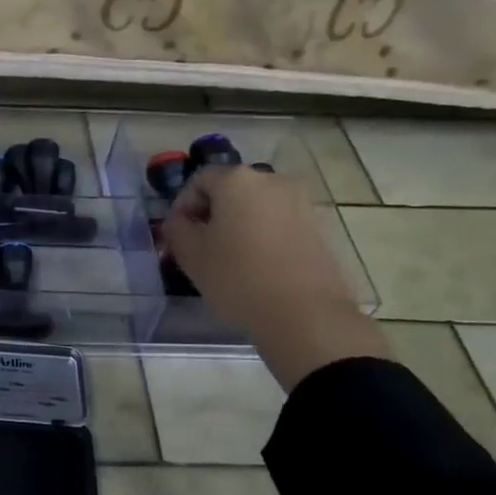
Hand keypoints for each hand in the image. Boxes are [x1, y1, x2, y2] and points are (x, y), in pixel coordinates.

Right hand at [163, 166, 388, 389]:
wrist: (305, 314)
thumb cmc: (237, 277)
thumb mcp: (191, 255)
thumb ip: (176, 229)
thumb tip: (180, 221)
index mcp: (237, 180)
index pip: (199, 180)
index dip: (183, 204)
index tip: (178, 233)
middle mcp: (272, 180)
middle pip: (231, 189)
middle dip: (212, 212)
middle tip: (200, 244)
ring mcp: (300, 202)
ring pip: (256, 205)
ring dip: (239, 223)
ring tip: (229, 256)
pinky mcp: (318, 226)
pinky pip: (279, 221)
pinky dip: (263, 234)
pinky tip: (257, 263)